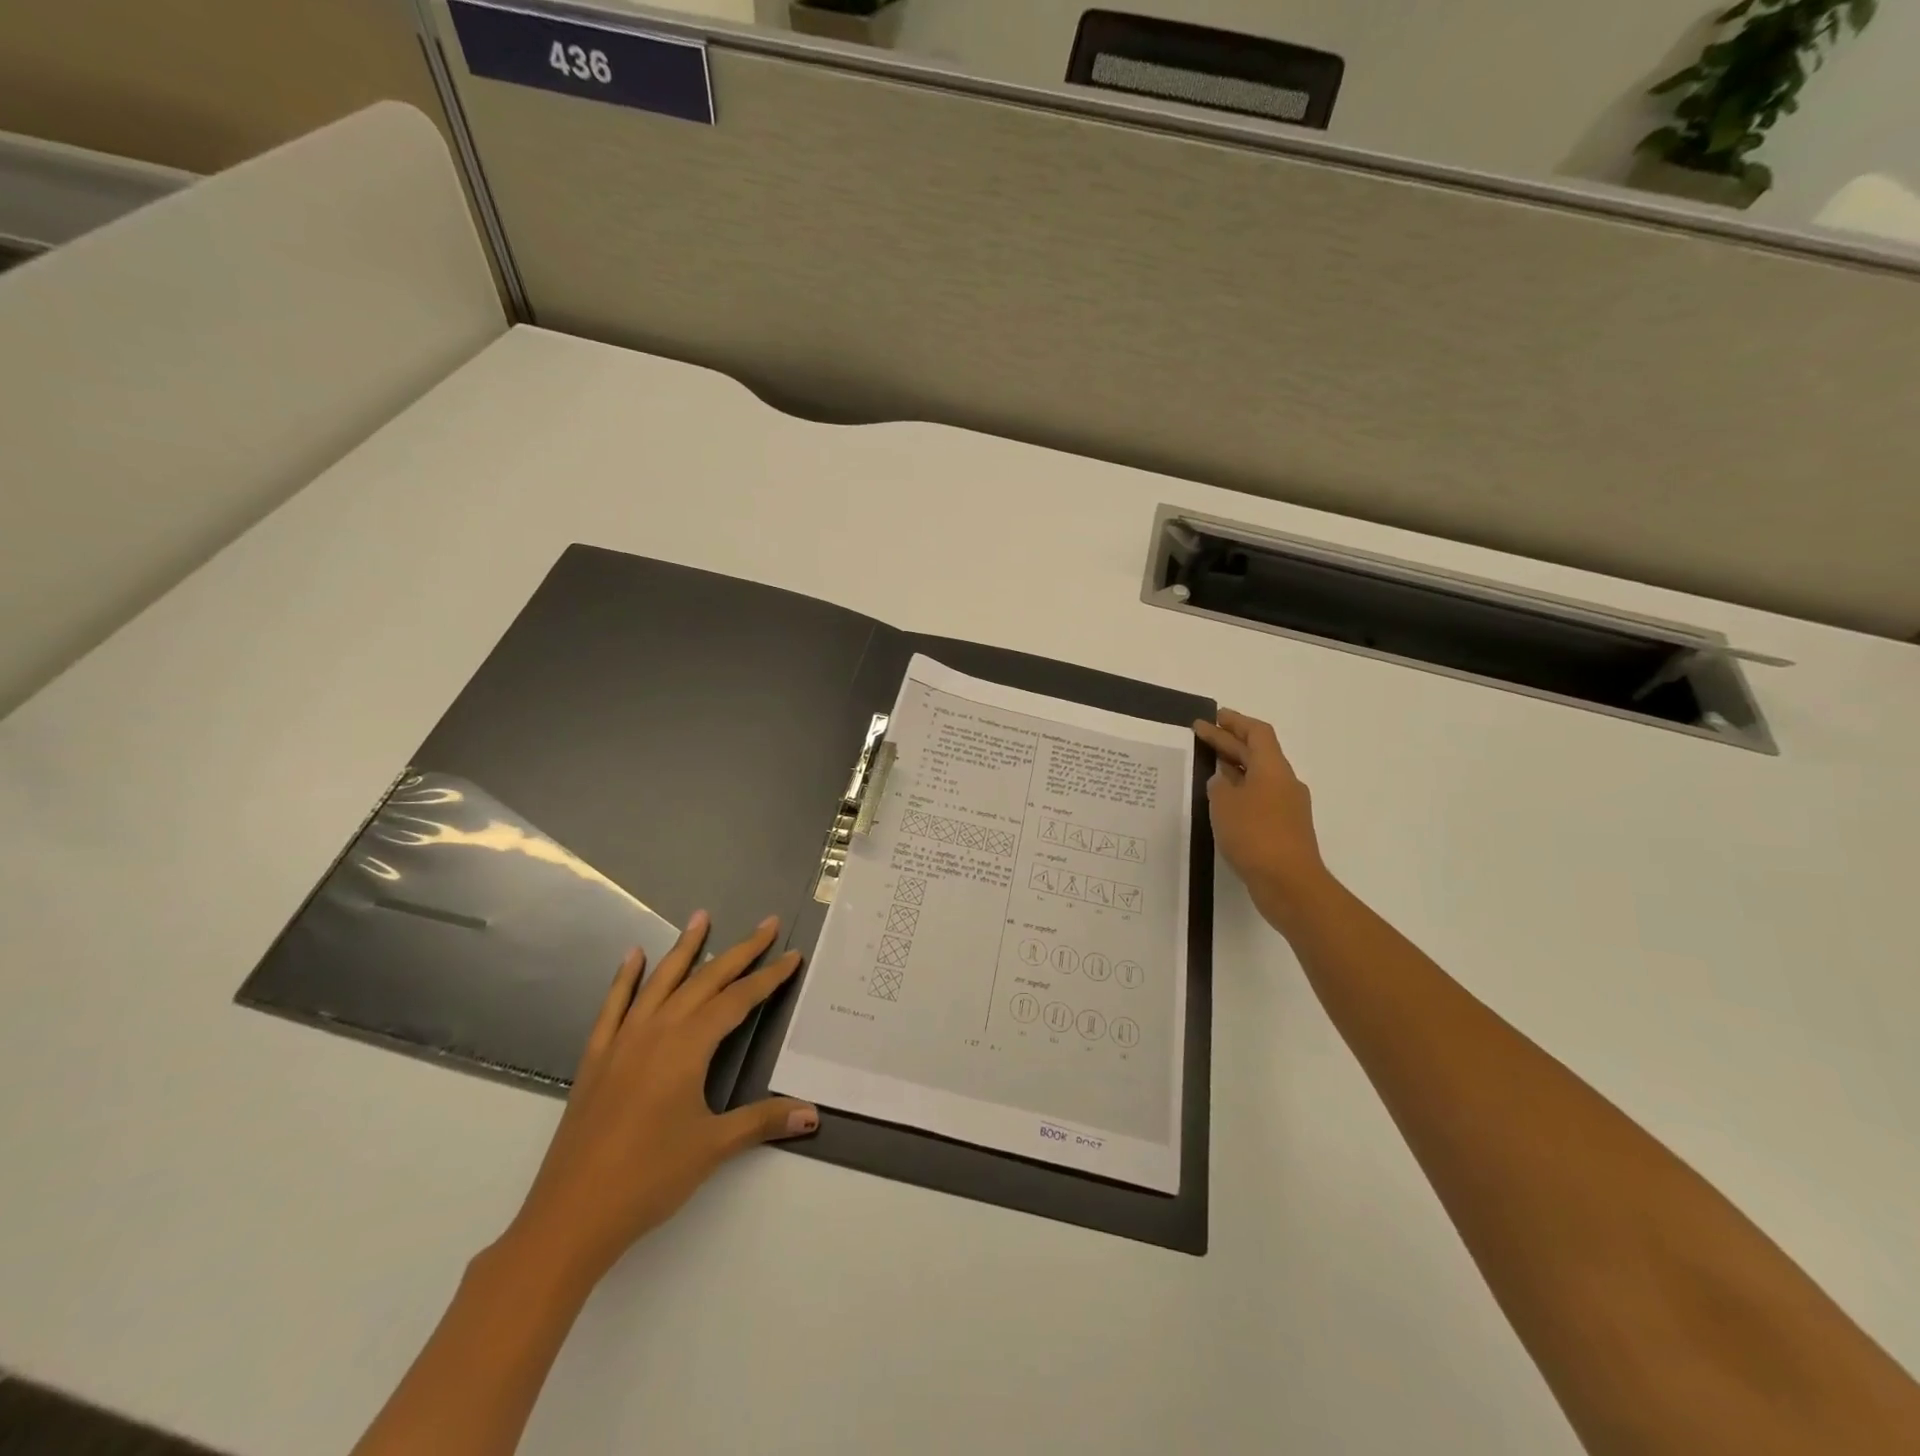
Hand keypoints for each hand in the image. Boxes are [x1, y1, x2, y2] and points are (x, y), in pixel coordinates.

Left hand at [501, 912, 816, 1285]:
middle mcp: (657, 1031)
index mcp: (688, 1046)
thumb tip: (813, 1113)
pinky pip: (614, 1006)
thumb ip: (764, 1121)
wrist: (570, 1216)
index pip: (737, 1001)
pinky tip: (634, 956)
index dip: (768, 978)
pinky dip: (625, 978)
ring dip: (684, 949)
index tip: (792, 955)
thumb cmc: (648, 1178)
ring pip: (661, 982)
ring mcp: (623, 1041)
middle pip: (705, 980)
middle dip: (740, 951)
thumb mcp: (713, 1147)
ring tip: (701, 917)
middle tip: (765, 923)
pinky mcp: (597, 1057)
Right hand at [1194, 709, 1332, 924]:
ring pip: (1258, 776)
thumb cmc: (1255, 835)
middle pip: (1257, 752)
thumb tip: (1223, 780)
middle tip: (1200, 733)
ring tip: (1208, 765)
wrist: (1289, 884)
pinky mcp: (1284, 829)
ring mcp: (1287, 807)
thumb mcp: (1224, 804)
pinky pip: (1259, 798)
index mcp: (1273, 769)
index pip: (1257, 733)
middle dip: (1228, 741)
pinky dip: (1240, 792)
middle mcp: (1284, 782)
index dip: (1235, 721)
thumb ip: (1219, 786)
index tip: (1214, 716)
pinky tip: (1222, 802)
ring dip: (1234, 767)